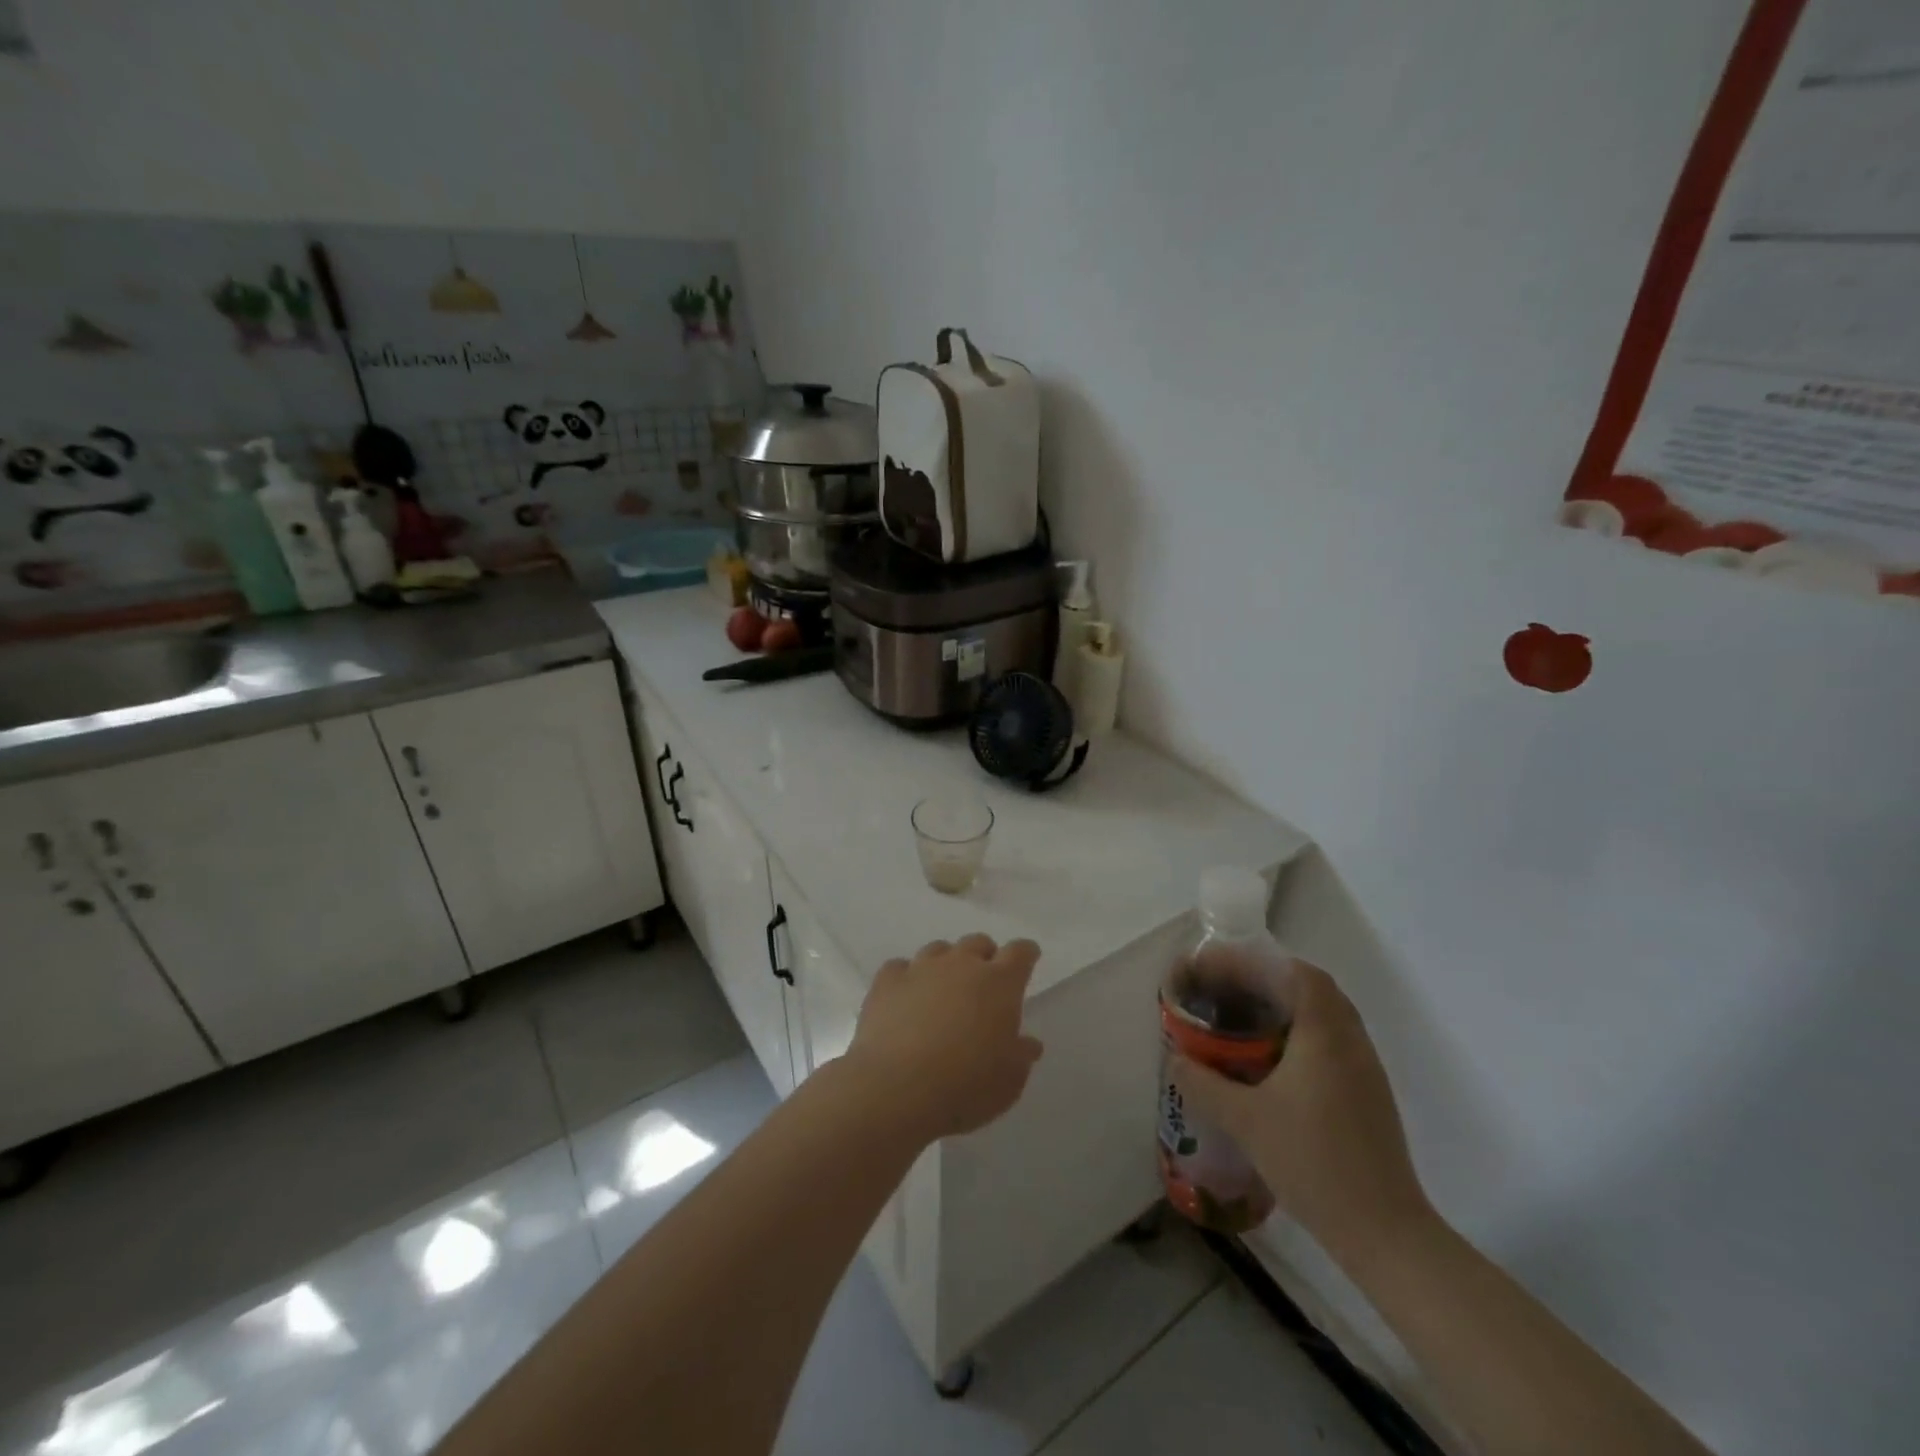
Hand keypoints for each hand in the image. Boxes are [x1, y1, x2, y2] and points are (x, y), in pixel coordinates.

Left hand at [846, 935, 1044, 1140]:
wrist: (896, 1089)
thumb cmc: (966, 1086)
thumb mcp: (1009, 1082)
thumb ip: (1021, 1056)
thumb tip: (1029, 1043)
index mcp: (999, 983)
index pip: (1020, 953)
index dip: (1026, 953)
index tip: (1028, 957)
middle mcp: (961, 965)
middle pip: (977, 943)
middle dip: (985, 956)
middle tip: (984, 981)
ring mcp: (921, 968)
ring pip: (939, 949)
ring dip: (946, 963)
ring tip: (943, 989)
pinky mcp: (887, 981)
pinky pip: (900, 967)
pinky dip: (906, 978)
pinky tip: (905, 997)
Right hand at [1174, 961, 1430, 1266]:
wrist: (1384, 1232)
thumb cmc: (1312, 1162)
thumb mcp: (1244, 1120)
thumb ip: (1203, 1083)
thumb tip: (1175, 1058)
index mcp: (1325, 1035)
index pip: (1297, 973)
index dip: (1257, 962)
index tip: (1220, 968)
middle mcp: (1352, 1042)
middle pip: (1314, 989)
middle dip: (1270, 980)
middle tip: (1230, 990)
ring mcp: (1367, 1070)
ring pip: (1329, 1015)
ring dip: (1289, 1006)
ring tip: (1247, 1020)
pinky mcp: (1371, 1096)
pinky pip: (1336, 1042)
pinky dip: (1304, 1033)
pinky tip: (1275, 1062)